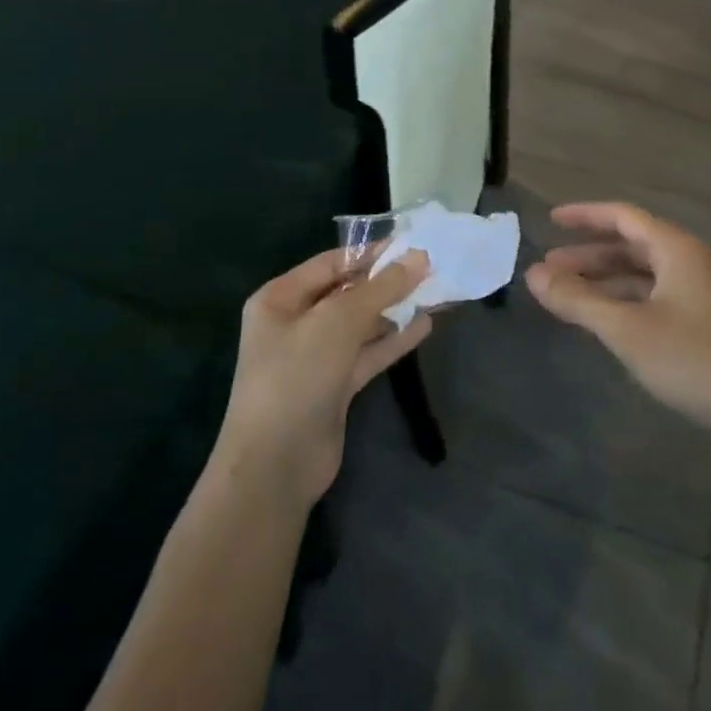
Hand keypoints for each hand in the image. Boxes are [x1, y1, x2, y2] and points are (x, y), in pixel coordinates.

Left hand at [213, 248, 432, 508]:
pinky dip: (393, 340)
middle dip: (386, 281)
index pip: (331, 263)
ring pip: (361, 324)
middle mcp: (295, 322)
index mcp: (280, 298)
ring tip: (435, 292)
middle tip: (430, 267)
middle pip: (347, 292)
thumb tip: (419, 257)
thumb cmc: (297, 377)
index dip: (370, 252)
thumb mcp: (337, 322)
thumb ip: (380, 288)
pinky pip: (367, 353)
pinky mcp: (334, 386)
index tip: (411, 243)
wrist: (275, 466)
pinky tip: (424, 325)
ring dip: (394, 310)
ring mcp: (315, 357)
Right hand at [525, 202, 710, 446]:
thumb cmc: (693, 360)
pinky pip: (648, 297)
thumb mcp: (626, 329)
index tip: (550, 219)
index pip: (622, 216)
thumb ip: (578, 300)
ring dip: (602, 279)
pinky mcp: (697, 323)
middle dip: (587, 254)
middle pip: (629, 244)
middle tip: (547, 267)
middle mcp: (685, 263)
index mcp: (674, 250)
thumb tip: (532, 274)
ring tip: (564, 293)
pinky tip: (599, 318)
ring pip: (638, 274)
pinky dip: (619, 301)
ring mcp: (694, 294)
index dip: (585, 215)